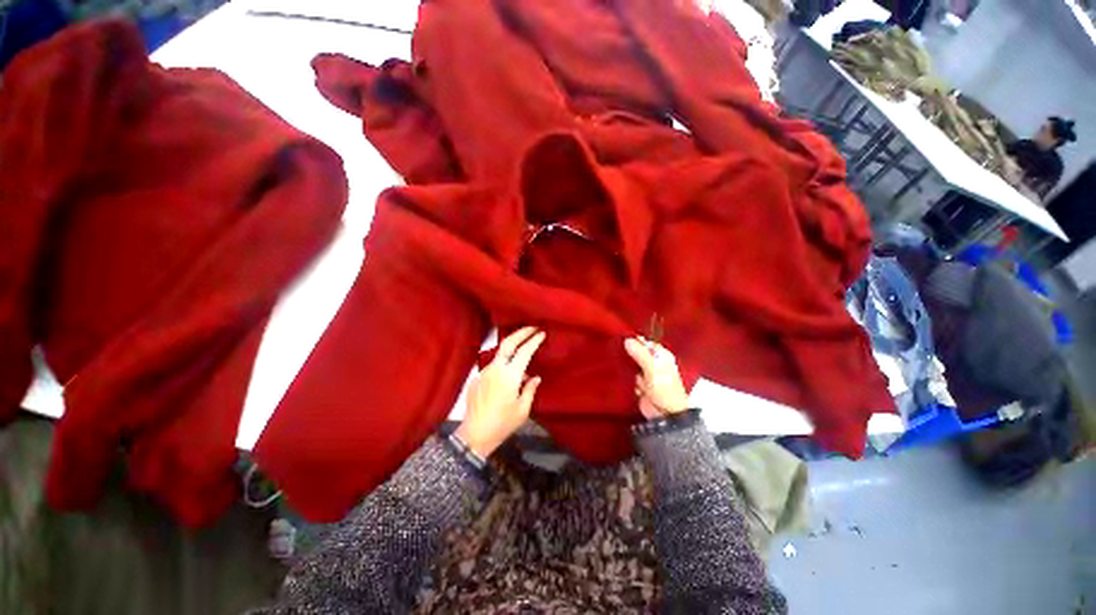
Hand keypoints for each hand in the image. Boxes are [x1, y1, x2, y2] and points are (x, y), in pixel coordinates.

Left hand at [456, 326, 545, 456]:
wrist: (474, 435)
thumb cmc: (503, 424)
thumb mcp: (523, 409)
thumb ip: (530, 389)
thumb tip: (535, 377)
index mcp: (509, 375)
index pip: (524, 352)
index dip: (534, 341)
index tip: (542, 333)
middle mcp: (495, 368)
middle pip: (508, 343)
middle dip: (521, 332)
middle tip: (532, 328)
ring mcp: (484, 372)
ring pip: (500, 353)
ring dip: (512, 348)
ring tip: (523, 350)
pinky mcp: (477, 378)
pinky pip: (493, 366)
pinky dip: (504, 364)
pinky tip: (508, 374)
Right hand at [624, 337, 688, 419]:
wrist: (665, 414)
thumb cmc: (663, 388)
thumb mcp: (652, 367)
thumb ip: (640, 353)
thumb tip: (627, 340)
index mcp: (661, 355)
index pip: (646, 343)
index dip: (634, 341)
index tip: (620, 338)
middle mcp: (654, 363)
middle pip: (637, 353)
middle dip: (628, 353)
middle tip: (616, 350)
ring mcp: (645, 374)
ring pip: (631, 364)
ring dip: (626, 366)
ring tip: (616, 363)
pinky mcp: (639, 385)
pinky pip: (628, 376)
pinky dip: (626, 378)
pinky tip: (622, 377)